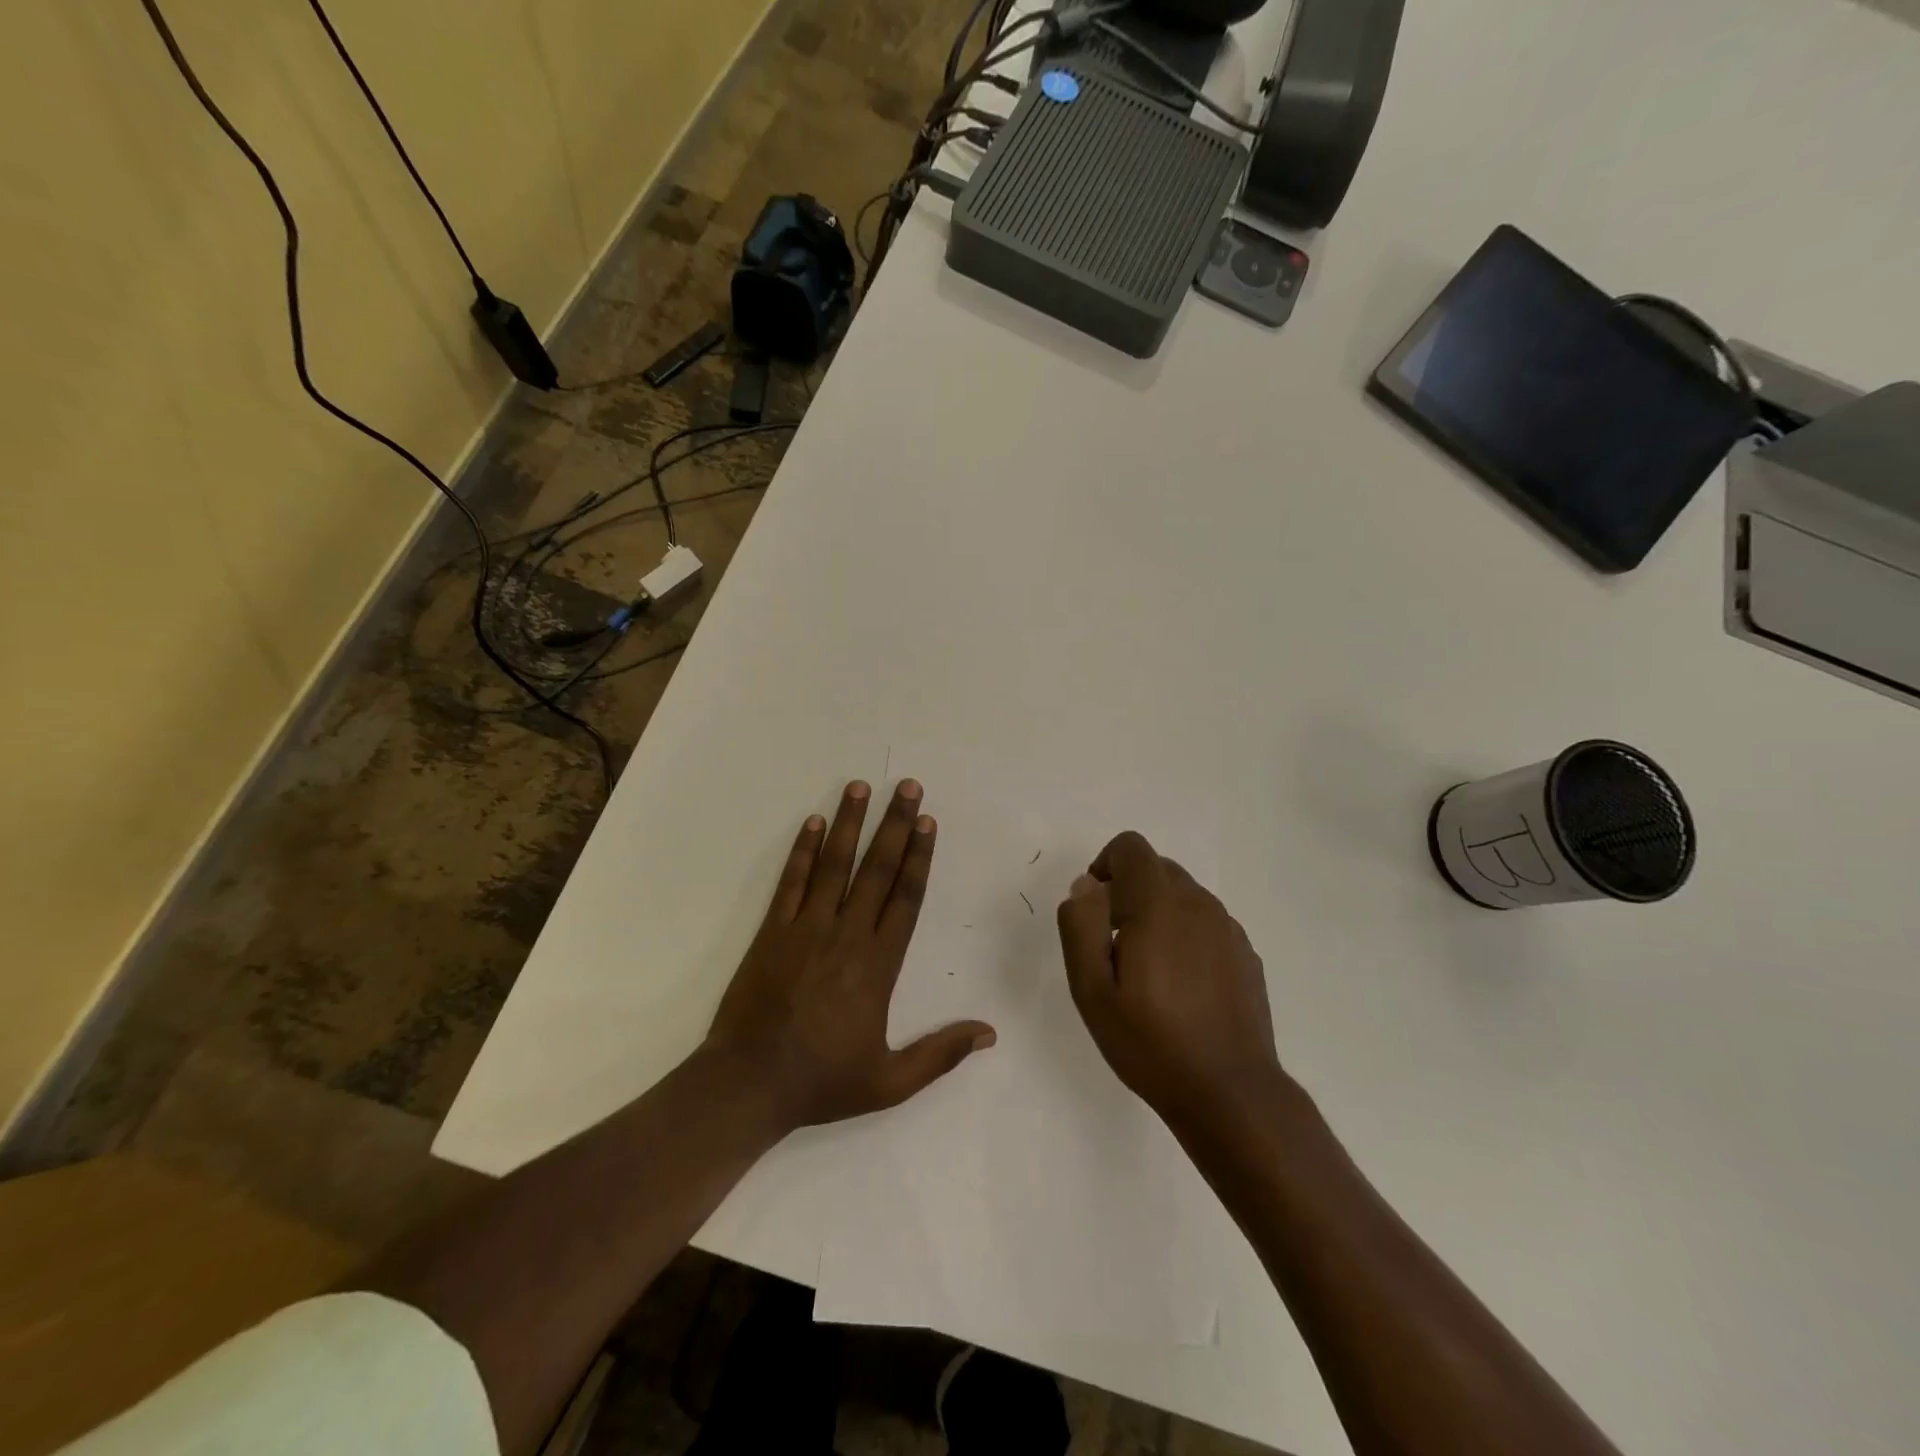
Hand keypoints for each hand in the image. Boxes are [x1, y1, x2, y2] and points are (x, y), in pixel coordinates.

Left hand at [706, 780, 995, 1130]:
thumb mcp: (889, 1082)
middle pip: (876, 870)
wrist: (747, 1085)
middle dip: (894, 825)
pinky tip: (813, 822)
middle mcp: (845, 935)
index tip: (927, 822)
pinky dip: (802, 851)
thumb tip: (989, 1033)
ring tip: (859, 787)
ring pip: (833, 866)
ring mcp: (805, 929)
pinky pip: (790, 882)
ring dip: (850, 824)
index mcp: (878, 965)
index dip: (918, 857)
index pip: (905, 898)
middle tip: (906, 786)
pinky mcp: (771, 931)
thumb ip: (940, 1054)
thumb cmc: (820, 1082)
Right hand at [1056, 831, 1279, 1132]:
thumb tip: (1085, 885)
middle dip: (1128, 891)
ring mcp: (1228, 929)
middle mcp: (1199, 904)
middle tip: (1112, 946)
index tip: (1095, 909)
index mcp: (1159, 904)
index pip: (1131, 847)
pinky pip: (1206, 924)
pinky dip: (1184, 935)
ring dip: (1157, 914)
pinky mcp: (1246, 954)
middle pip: (1157, 868)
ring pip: (1183, 896)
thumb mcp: (1092, 989)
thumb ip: (1081, 925)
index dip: (1105, 865)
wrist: (1230, 1093)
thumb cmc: (1150, 1042)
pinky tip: (1180, 987)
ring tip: (1146, 971)